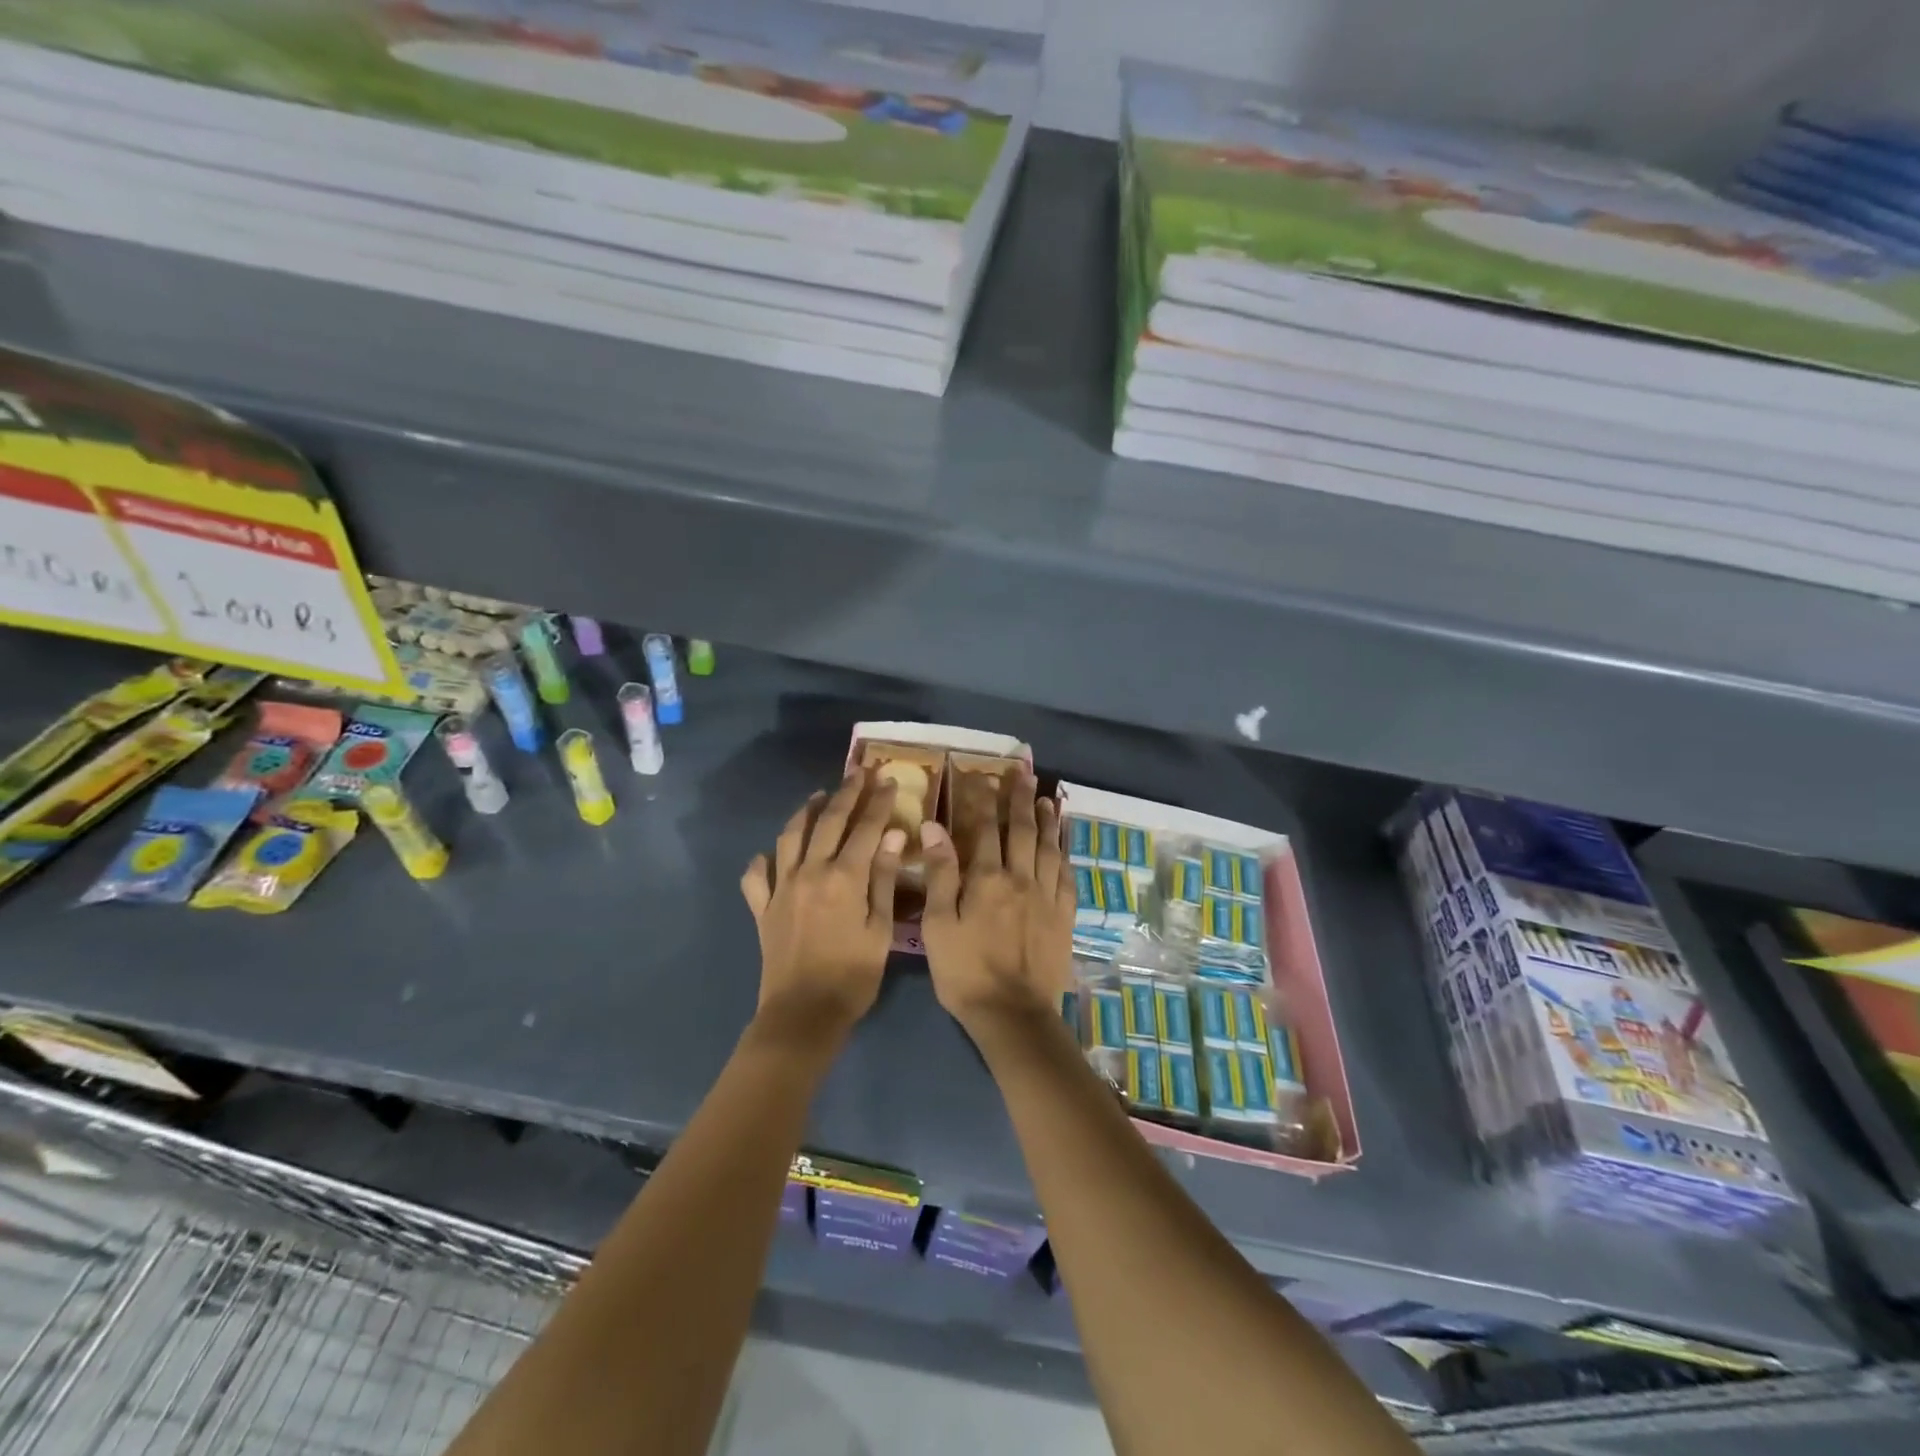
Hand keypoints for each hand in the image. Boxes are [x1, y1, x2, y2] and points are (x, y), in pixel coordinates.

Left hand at [741, 771, 905, 1036]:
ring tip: (819, 796)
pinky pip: (757, 875)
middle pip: (829, 822)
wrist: (803, 1015)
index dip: (879, 801)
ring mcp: (781, 888)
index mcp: (844, 878)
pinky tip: (771, 854)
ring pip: (790, 836)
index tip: (888, 779)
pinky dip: (764, 860)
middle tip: (859, 772)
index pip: (865, 827)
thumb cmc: (852, 976)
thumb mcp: (880, 930)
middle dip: (847, 793)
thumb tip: (893, 834)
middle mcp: (810, 872)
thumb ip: (883, 879)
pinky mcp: (762, 908)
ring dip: (807, 812)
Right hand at [919, 770, 1073, 1034]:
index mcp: (988, 878)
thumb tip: (934, 827)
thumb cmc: (965, 971)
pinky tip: (1064, 846)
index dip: (981, 798)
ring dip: (1048, 820)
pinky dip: (1065, 854)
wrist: (1013, 1014)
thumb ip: (940, 874)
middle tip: (1023, 773)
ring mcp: (1047, 897)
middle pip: (1022, 829)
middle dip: (1021, 798)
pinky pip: (1067, 876)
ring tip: (1047, 799)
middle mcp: (1021, 878)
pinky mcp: (1064, 916)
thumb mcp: (938, 924)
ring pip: (1049, 848)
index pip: (984, 827)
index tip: (979, 775)